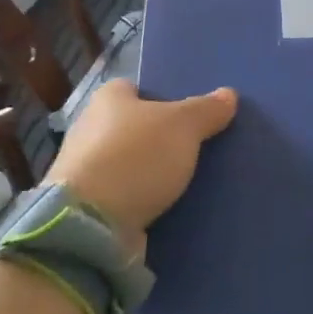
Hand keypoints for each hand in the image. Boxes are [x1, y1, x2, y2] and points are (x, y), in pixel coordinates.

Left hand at [44, 80, 237, 239]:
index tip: (186, 115)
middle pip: (131, 127)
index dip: (159, 98)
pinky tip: (165, 207)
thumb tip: (229, 94)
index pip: (134, 88)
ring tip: (185, 181)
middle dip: (156, 138)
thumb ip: (207, 110)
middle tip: (193, 148)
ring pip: (126, 163)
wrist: (90, 224)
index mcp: (107, 99)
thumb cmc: (136, 157)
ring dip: (148, 173)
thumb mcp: (183, 126)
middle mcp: (88, 128)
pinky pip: (121, 196)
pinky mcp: (85, 207)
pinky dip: (139, 201)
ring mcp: (83, 170)